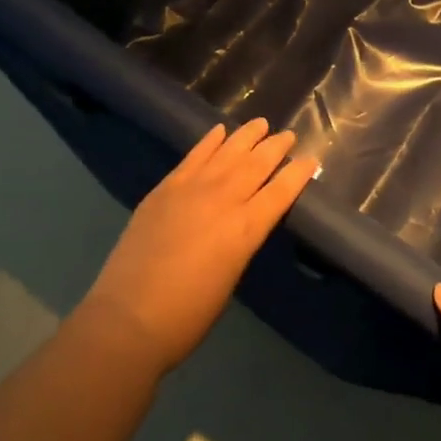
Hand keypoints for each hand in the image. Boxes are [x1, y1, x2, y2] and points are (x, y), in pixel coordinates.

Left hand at [82, 120, 317, 372]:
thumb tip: (243, 224)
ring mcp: (192, 189)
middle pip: (257, 165)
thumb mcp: (230, 278)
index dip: (298, 174)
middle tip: (289, 135)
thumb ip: (240, 243)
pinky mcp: (165, 188)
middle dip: (276, 148)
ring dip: (246, 136)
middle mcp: (223, 200)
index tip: (311, 160)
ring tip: (261, 123)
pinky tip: (219, 131)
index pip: (280, 192)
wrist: (129, 317)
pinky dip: (209, 141)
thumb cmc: (187, 315)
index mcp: (245, 230)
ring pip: (227, 152)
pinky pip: (193, 156)